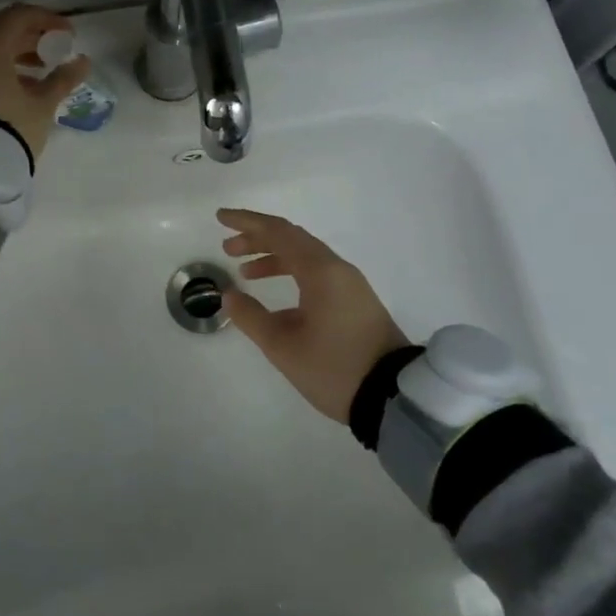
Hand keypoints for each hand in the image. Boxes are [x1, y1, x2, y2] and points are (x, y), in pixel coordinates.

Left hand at [0, 4, 91, 161]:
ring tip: (38, 77)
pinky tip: (15, 91)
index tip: (68, 35)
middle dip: (30, 40)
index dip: (48, 20)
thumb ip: (63, 78)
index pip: (20, 15)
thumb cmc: (10, 126)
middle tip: (54, 54)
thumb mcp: (42, 104)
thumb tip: (83, 61)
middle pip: (1, 31)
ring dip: (13, 57)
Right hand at [217, 208, 409, 423]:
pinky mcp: (356, 302)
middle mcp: (337, 269)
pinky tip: (275, 300)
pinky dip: (291, 274)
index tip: (221, 218)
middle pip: (292, 239)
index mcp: (320, 271)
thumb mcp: (283, 346)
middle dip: (257, 239)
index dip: (246, 222)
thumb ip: (251, 317)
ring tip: (245, 272)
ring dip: (273, 258)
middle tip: (227, 248)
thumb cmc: (334, 367)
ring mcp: (350, 285)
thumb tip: (229, 295)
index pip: (278, 232)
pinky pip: (317, 274)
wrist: (393, 398)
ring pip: (305, 257)